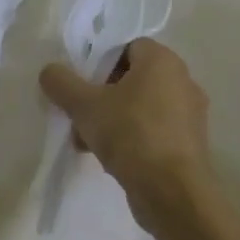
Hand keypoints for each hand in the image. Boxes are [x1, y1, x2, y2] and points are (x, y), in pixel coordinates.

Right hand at [39, 38, 223, 239]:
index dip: (100, 62)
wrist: (172, 192)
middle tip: (80, 113)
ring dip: (113, 119)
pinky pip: (153, 131)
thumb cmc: (130, 134)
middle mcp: (182, 81)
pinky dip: (132, 139)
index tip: (82, 84)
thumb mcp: (83, 105)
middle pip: (131, 78)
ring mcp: (190, 115)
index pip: (127, 47)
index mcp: (163, 61)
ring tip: (87, 141)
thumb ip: (61, 82)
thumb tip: (49, 71)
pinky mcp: (190, 145)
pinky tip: (110, 158)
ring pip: (140, 107)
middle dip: (102, 95)